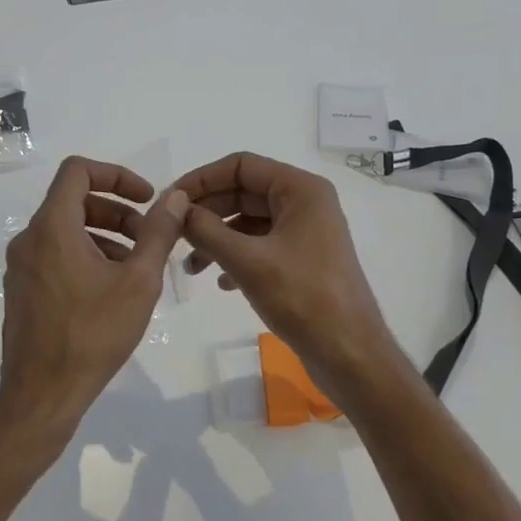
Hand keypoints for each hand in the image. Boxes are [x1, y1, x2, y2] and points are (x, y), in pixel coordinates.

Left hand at [0, 157, 188, 451]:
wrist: (41, 394)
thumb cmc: (93, 334)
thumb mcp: (138, 281)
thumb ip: (158, 233)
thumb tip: (173, 197)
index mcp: (52, 227)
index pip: (78, 171)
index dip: (116, 175)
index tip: (146, 199)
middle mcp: (29, 239)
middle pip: (74, 202)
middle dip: (116, 211)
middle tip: (148, 238)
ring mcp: (21, 267)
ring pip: (65, 231)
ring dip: (104, 236)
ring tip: (135, 266)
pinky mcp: (22, 291)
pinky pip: (55, 256)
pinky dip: (85, 256)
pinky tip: (110, 290)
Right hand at [176, 151, 404, 402]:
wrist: (349, 354)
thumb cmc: (303, 298)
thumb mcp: (247, 261)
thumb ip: (206, 230)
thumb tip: (175, 207)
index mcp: (301, 190)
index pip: (241, 165)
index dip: (202, 179)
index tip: (171, 201)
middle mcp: (305, 203)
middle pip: (244, 192)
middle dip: (207, 212)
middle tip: (174, 234)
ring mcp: (305, 233)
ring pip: (249, 222)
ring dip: (217, 238)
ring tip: (191, 267)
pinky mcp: (302, 260)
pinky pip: (260, 245)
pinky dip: (236, 257)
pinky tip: (220, 282)